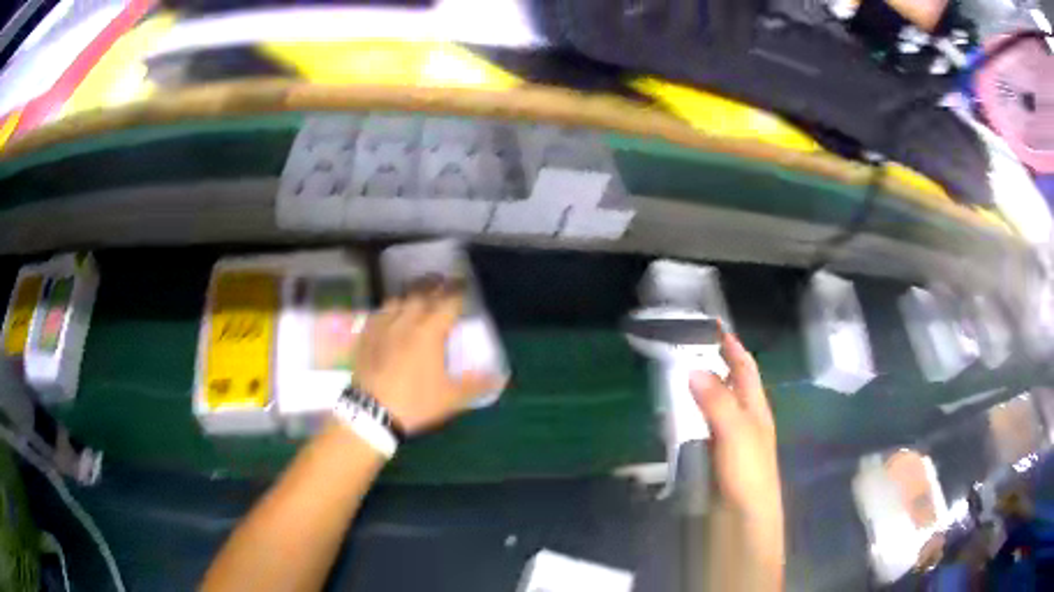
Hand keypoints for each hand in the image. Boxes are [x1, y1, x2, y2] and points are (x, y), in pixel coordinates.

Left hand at [352, 285, 502, 435]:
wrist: (371, 412)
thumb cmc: (415, 402)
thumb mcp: (451, 398)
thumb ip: (476, 384)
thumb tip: (500, 378)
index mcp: (430, 331)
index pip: (449, 302)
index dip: (459, 291)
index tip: (464, 284)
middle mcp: (407, 320)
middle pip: (423, 293)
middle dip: (435, 286)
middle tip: (443, 282)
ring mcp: (383, 325)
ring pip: (398, 299)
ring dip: (411, 294)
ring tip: (417, 296)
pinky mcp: (366, 335)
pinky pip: (379, 312)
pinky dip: (389, 308)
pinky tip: (389, 314)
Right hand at [689, 329, 780, 521]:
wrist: (745, 517)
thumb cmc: (748, 470)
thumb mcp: (736, 431)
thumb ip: (717, 400)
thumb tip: (693, 369)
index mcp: (755, 408)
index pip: (745, 368)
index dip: (732, 346)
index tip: (714, 326)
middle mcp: (744, 418)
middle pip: (729, 384)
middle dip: (711, 364)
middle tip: (683, 348)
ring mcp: (729, 439)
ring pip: (713, 406)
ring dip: (697, 391)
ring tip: (672, 377)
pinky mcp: (714, 456)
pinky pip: (701, 428)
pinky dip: (689, 417)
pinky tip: (673, 417)